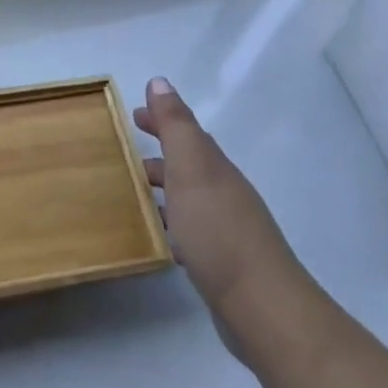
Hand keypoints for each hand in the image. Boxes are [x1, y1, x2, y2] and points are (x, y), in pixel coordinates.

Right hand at [136, 77, 320, 364]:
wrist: (262, 306)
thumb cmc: (218, 230)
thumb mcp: (192, 168)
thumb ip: (175, 125)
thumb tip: (160, 82)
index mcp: (215, 167)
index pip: (187, 132)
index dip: (161, 119)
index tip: (132, 113)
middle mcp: (223, 191)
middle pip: (189, 162)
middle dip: (160, 151)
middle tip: (125, 149)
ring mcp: (226, 228)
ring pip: (188, 196)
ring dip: (163, 187)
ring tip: (131, 190)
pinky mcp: (222, 261)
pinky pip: (189, 228)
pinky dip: (171, 221)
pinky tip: (157, 234)